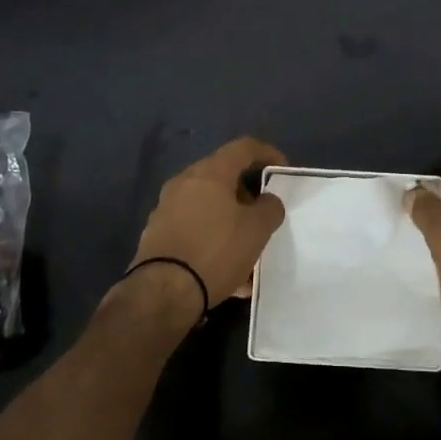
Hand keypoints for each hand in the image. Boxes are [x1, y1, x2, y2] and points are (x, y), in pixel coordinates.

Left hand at [121, 137, 288, 326]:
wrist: (162, 292)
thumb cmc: (215, 251)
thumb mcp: (256, 230)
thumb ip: (269, 208)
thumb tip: (266, 200)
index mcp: (209, 173)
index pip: (243, 147)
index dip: (267, 154)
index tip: (283, 171)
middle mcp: (184, 183)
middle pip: (223, 177)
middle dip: (247, 194)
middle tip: (264, 214)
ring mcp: (166, 208)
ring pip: (209, 207)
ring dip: (231, 222)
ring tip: (250, 252)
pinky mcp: (157, 235)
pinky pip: (195, 230)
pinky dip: (214, 241)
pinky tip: (230, 275)